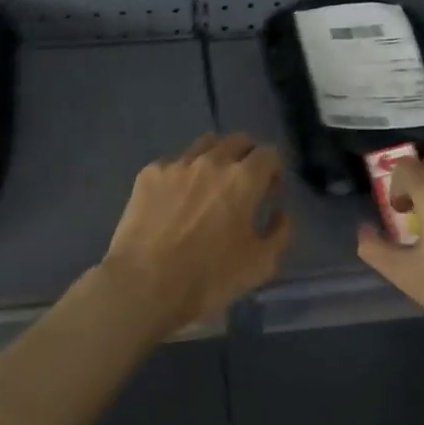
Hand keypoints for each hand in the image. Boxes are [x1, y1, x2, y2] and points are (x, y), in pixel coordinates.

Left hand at [100, 133, 292, 334]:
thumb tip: (279, 213)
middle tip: (243, 184)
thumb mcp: (260, 265)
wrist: (144, 283)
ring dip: (215, 159)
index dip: (274, 170)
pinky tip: (175, 200)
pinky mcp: (149, 174)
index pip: (269, 153)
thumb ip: (280, 233)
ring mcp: (177, 164)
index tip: (269, 191)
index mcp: (243, 179)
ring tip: (208, 186)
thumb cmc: (208, 278)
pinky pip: (173, 163)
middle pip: (237, 140)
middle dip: (247, 156)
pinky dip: (181, 175)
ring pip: (204, 145)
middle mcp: (212, 161)